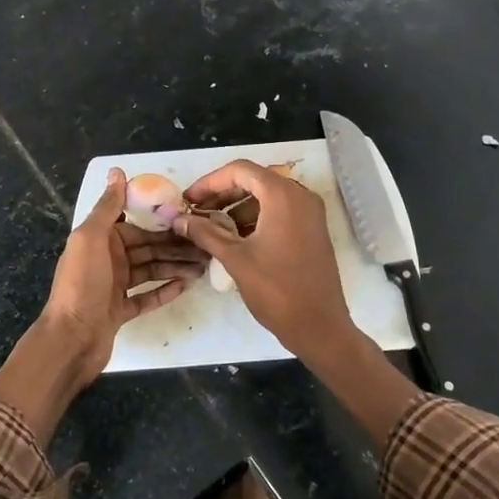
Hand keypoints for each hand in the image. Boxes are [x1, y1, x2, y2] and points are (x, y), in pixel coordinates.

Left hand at [42, 168, 206, 385]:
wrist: (70, 339)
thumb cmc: (81, 284)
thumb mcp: (91, 238)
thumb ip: (107, 206)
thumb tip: (117, 171)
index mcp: (100, 239)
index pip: (137, 224)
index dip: (161, 220)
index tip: (189, 216)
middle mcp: (107, 259)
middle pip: (148, 247)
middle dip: (175, 245)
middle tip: (206, 245)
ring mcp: (114, 286)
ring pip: (151, 270)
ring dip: (175, 266)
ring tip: (204, 266)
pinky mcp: (120, 311)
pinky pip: (147, 297)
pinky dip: (165, 290)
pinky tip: (186, 285)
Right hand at [176, 159, 352, 360]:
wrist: (319, 327)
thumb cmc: (276, 290)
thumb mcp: (235, 259)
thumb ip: (205, 233)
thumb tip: (179, 220)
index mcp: (283, 195)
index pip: (240, 171)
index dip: (210, 182)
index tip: (188, 200)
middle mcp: (300, 195)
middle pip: (254, 180)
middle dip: (223, 193)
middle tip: (196, 211)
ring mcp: (310, 212)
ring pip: (266, 196)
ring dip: (238, 206)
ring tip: (211, 226)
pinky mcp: (312, 229)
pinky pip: (280, 211)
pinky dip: (256, 217)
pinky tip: (235, 237)